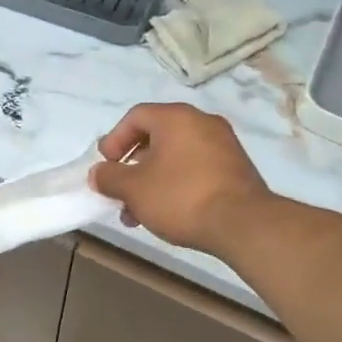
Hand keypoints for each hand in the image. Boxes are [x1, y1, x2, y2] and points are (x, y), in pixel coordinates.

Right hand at [91, 103, 275, 258]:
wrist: (243, 224)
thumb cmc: (180, 197)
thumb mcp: (133, 188)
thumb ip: (109, 177)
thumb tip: (98, 173)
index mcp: (176, 118)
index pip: (135, 116)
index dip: (114, 140)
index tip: (106, 166)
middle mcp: (202, 123)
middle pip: (155, 137)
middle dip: (132, 166)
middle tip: (120, 191)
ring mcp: (223, 145)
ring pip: (175, 157)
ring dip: (151, 181)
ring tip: (138, 212)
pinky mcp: (235, 169)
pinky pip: (195, 169)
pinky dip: (175, 184)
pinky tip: (166, 213)